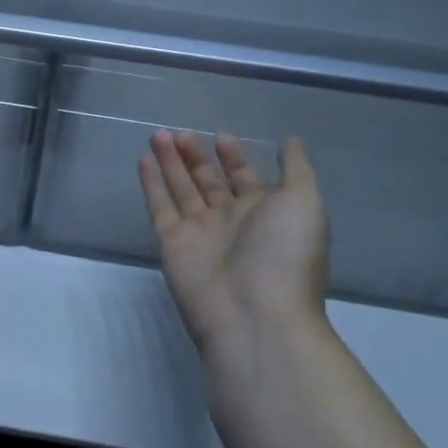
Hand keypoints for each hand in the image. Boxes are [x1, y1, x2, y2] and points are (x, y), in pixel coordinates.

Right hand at [139, 131, 330, 362]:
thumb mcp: (305, 203)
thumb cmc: (284, 254)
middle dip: (195, 156)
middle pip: (208, 181)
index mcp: (264, 213)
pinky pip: (159, 206)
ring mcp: (199, 232)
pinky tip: (143, 159)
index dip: (233, 156)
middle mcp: (230, 221)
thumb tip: (291, 141)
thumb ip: (296, 169)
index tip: (220, 135)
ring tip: (158, 135)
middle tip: (180, 132)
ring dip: (170, 162)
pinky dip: (151, 184)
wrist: (255, 315)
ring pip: (181, 188)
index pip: (244, 178)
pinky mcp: (172, 242)